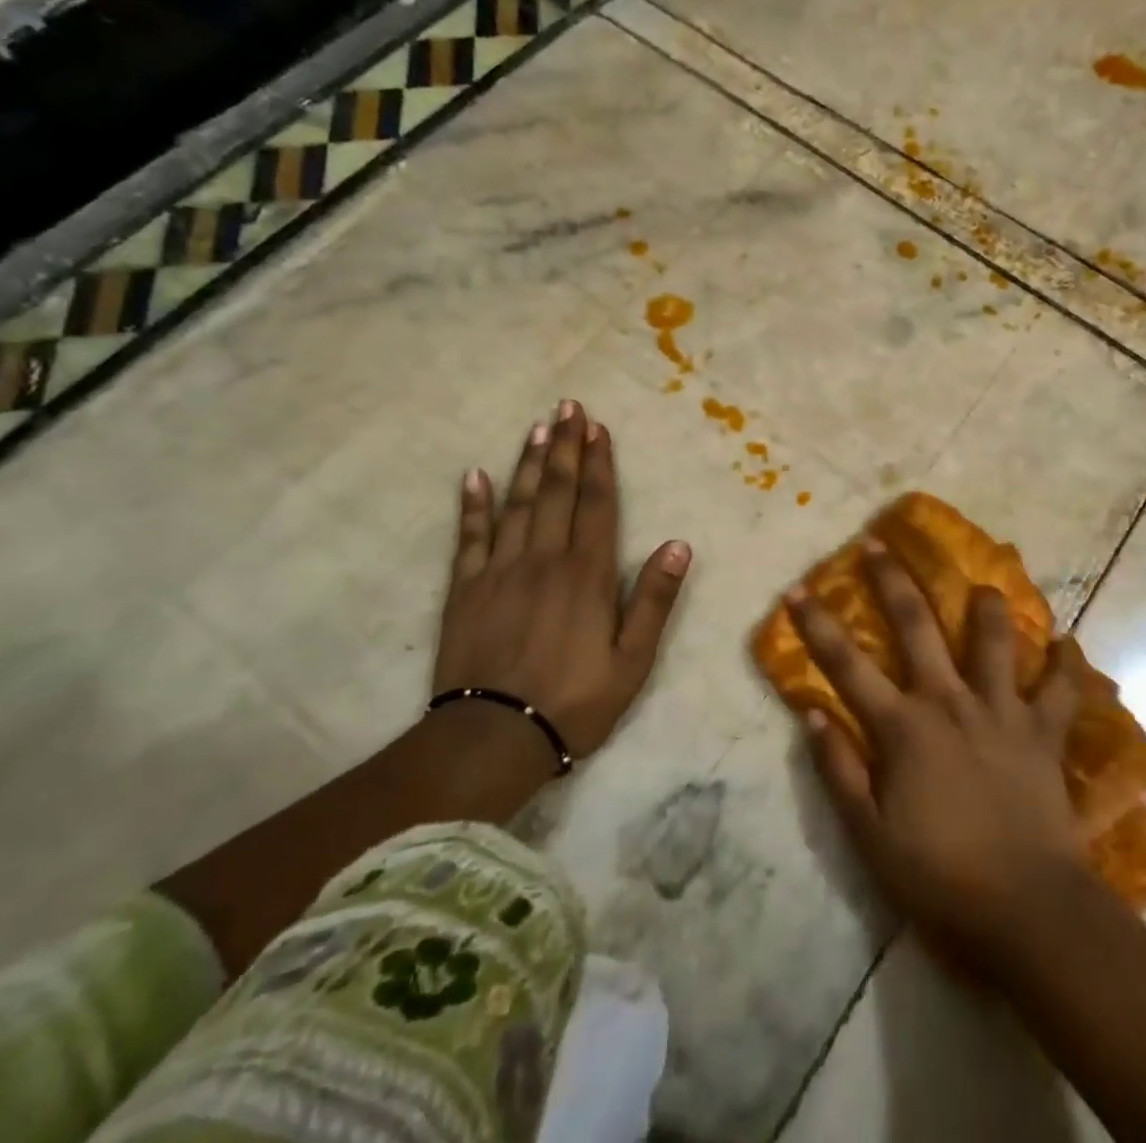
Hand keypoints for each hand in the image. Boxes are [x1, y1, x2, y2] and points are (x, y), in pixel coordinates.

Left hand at [435, 400, 691, 760]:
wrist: (493, 739)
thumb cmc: (575, 700)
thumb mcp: (633, 660)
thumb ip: (654, 599)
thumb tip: (680, 544)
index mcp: (587, 574)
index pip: (596, 504)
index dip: (598, 463)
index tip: (598, 428)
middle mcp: (544, 559)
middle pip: (557, 492)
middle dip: (565, 446)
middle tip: (568, 406)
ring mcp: (500, 571)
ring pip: (518, 504)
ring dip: (529, 463)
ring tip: (538, 427)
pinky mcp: (465, 590)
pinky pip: (470, 537)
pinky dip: (474, 505)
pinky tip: (475, 476)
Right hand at [786, 543, 1084, 969]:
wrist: (1026, 909)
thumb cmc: (940, 877)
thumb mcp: (869, 835)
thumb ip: (839, 771)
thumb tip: (812, 715)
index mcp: (903, 726)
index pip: (846, 665)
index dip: (817, 625)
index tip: (796, 589)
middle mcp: (950, 701)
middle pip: (916, 626)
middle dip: (892, 581)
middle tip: (878, 544)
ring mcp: (1002, 712)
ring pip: (995, 641)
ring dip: (988, 607)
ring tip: (984, 585)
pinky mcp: (1044, 733)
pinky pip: (1063, 690)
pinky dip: (1068, 665)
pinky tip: (1069, 643)